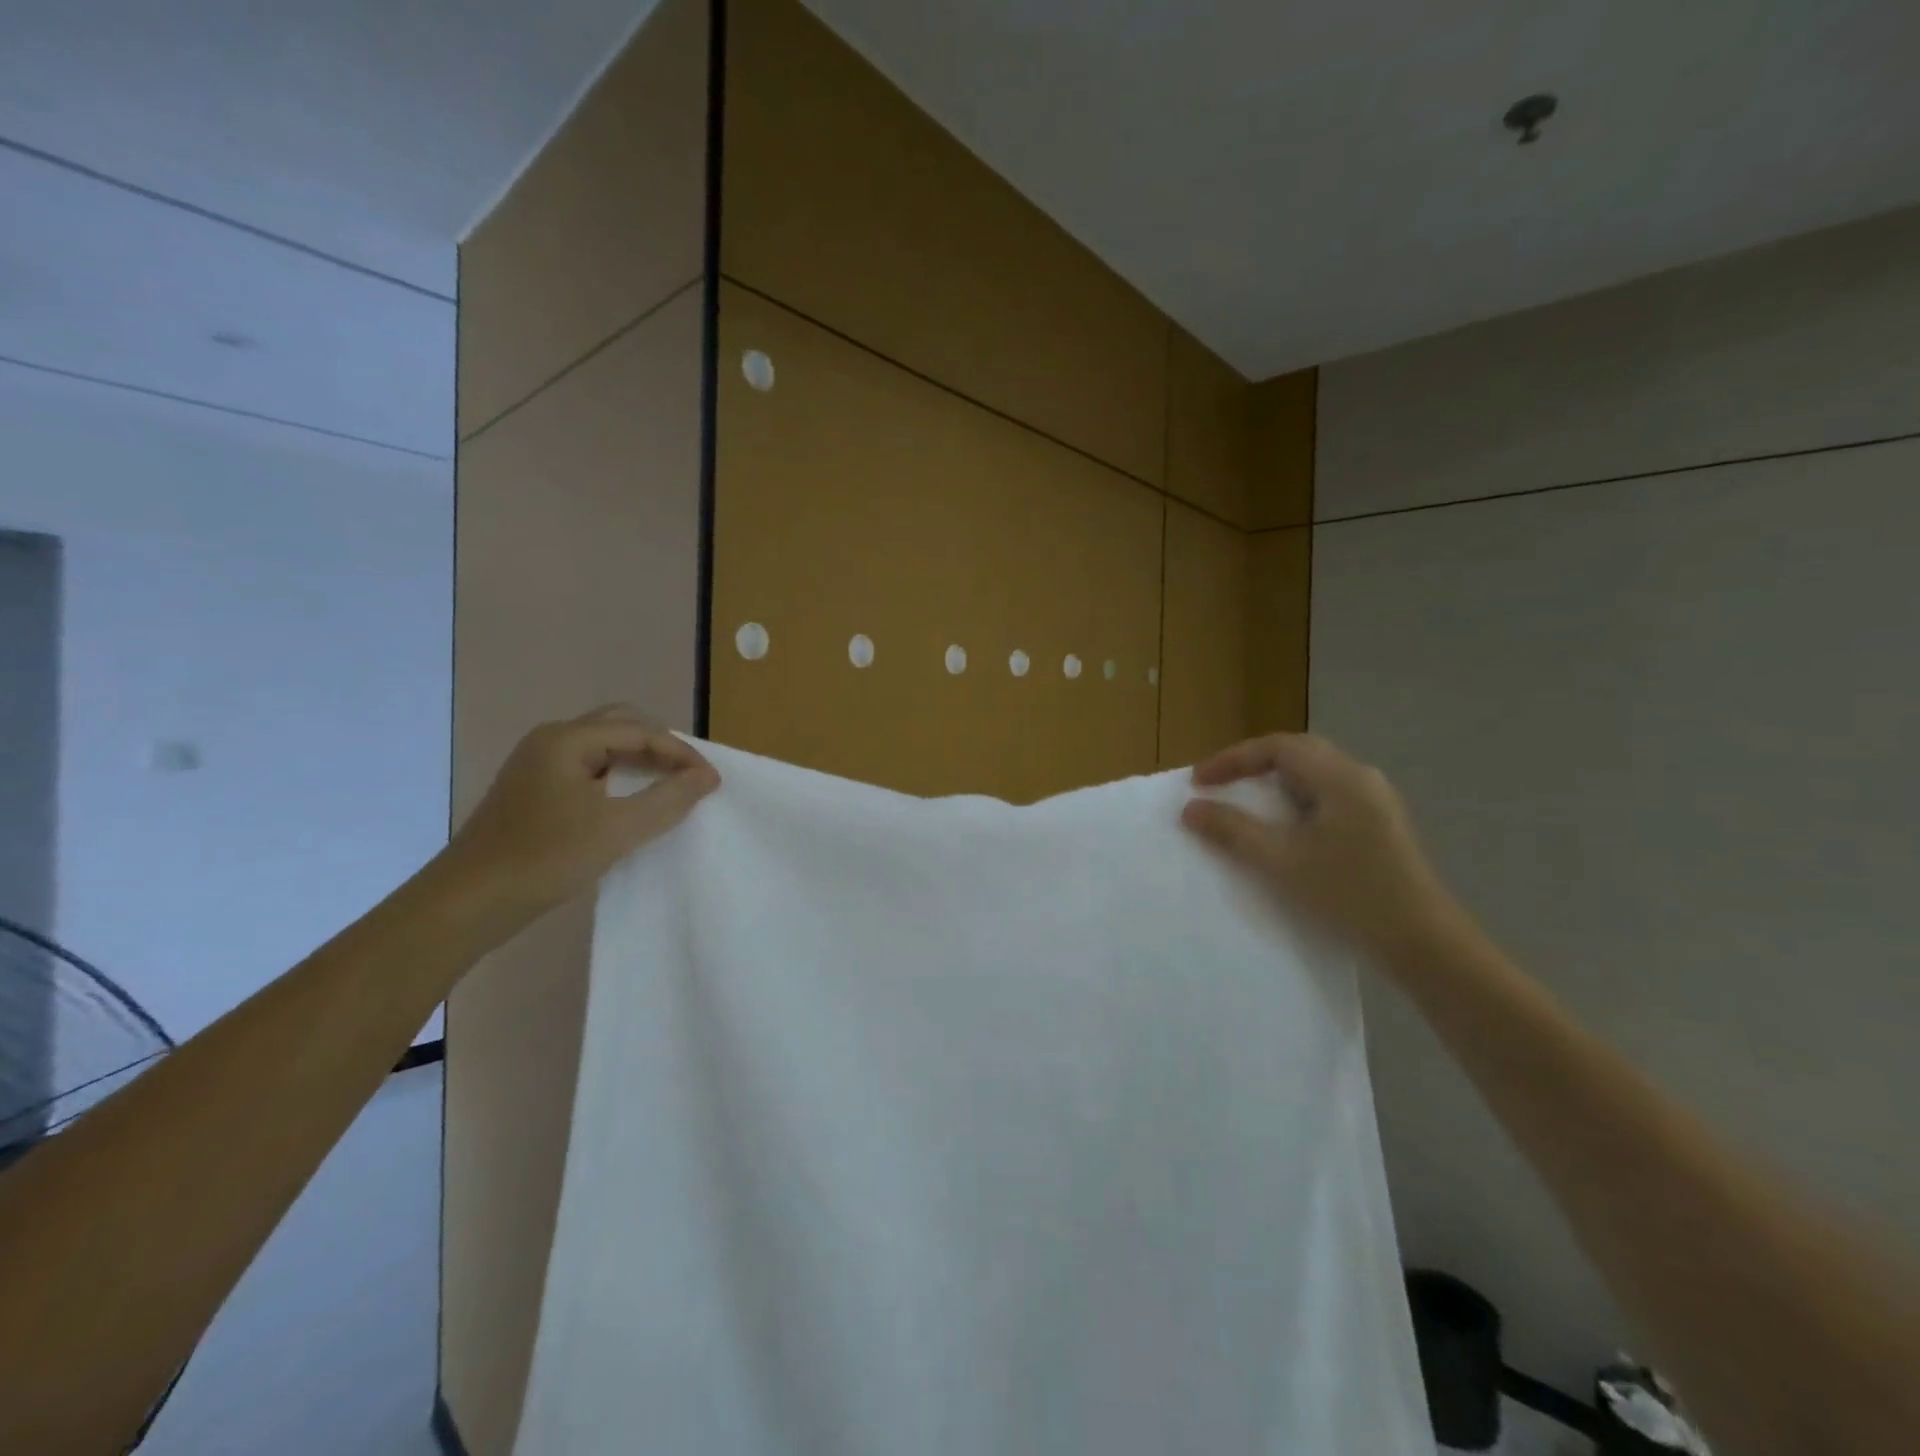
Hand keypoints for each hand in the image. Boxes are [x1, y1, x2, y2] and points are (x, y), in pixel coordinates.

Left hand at [441, 706, 719, 920]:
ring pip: (603, 749)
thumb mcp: (618, 829)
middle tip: (689, 775)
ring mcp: (538, 767)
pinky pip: (588, 770)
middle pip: (619, 727)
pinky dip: (618, 778)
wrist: (469, 903)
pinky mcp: (534, 792)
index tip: (711, 781)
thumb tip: (708, 776)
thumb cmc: (545, 858)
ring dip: (639, 762)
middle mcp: (551, 742)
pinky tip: (630, 804)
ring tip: (669, 787)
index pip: (639, 731)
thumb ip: (669, 798)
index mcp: (567, 740)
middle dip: (660, 747)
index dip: (681, 753)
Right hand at [1180, 734, 1466, 969]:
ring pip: (1313, 776)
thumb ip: (1232, 830)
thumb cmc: (1349, 894)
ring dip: (1273, 783)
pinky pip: (1326, 797)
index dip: (1232, 759)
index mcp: (1341, 777)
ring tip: (1242, 803)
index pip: (1277, 747)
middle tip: (1218, 784)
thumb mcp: (1281, 862)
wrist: (1422, 943)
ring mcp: (1374, 803)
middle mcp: (1361, 779)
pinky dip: (1293, 802)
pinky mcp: (1378, 827)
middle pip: (1297, 754)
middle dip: (1252, 765)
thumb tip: (1191, 808)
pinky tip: (1281, 828)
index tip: (1198, 782)